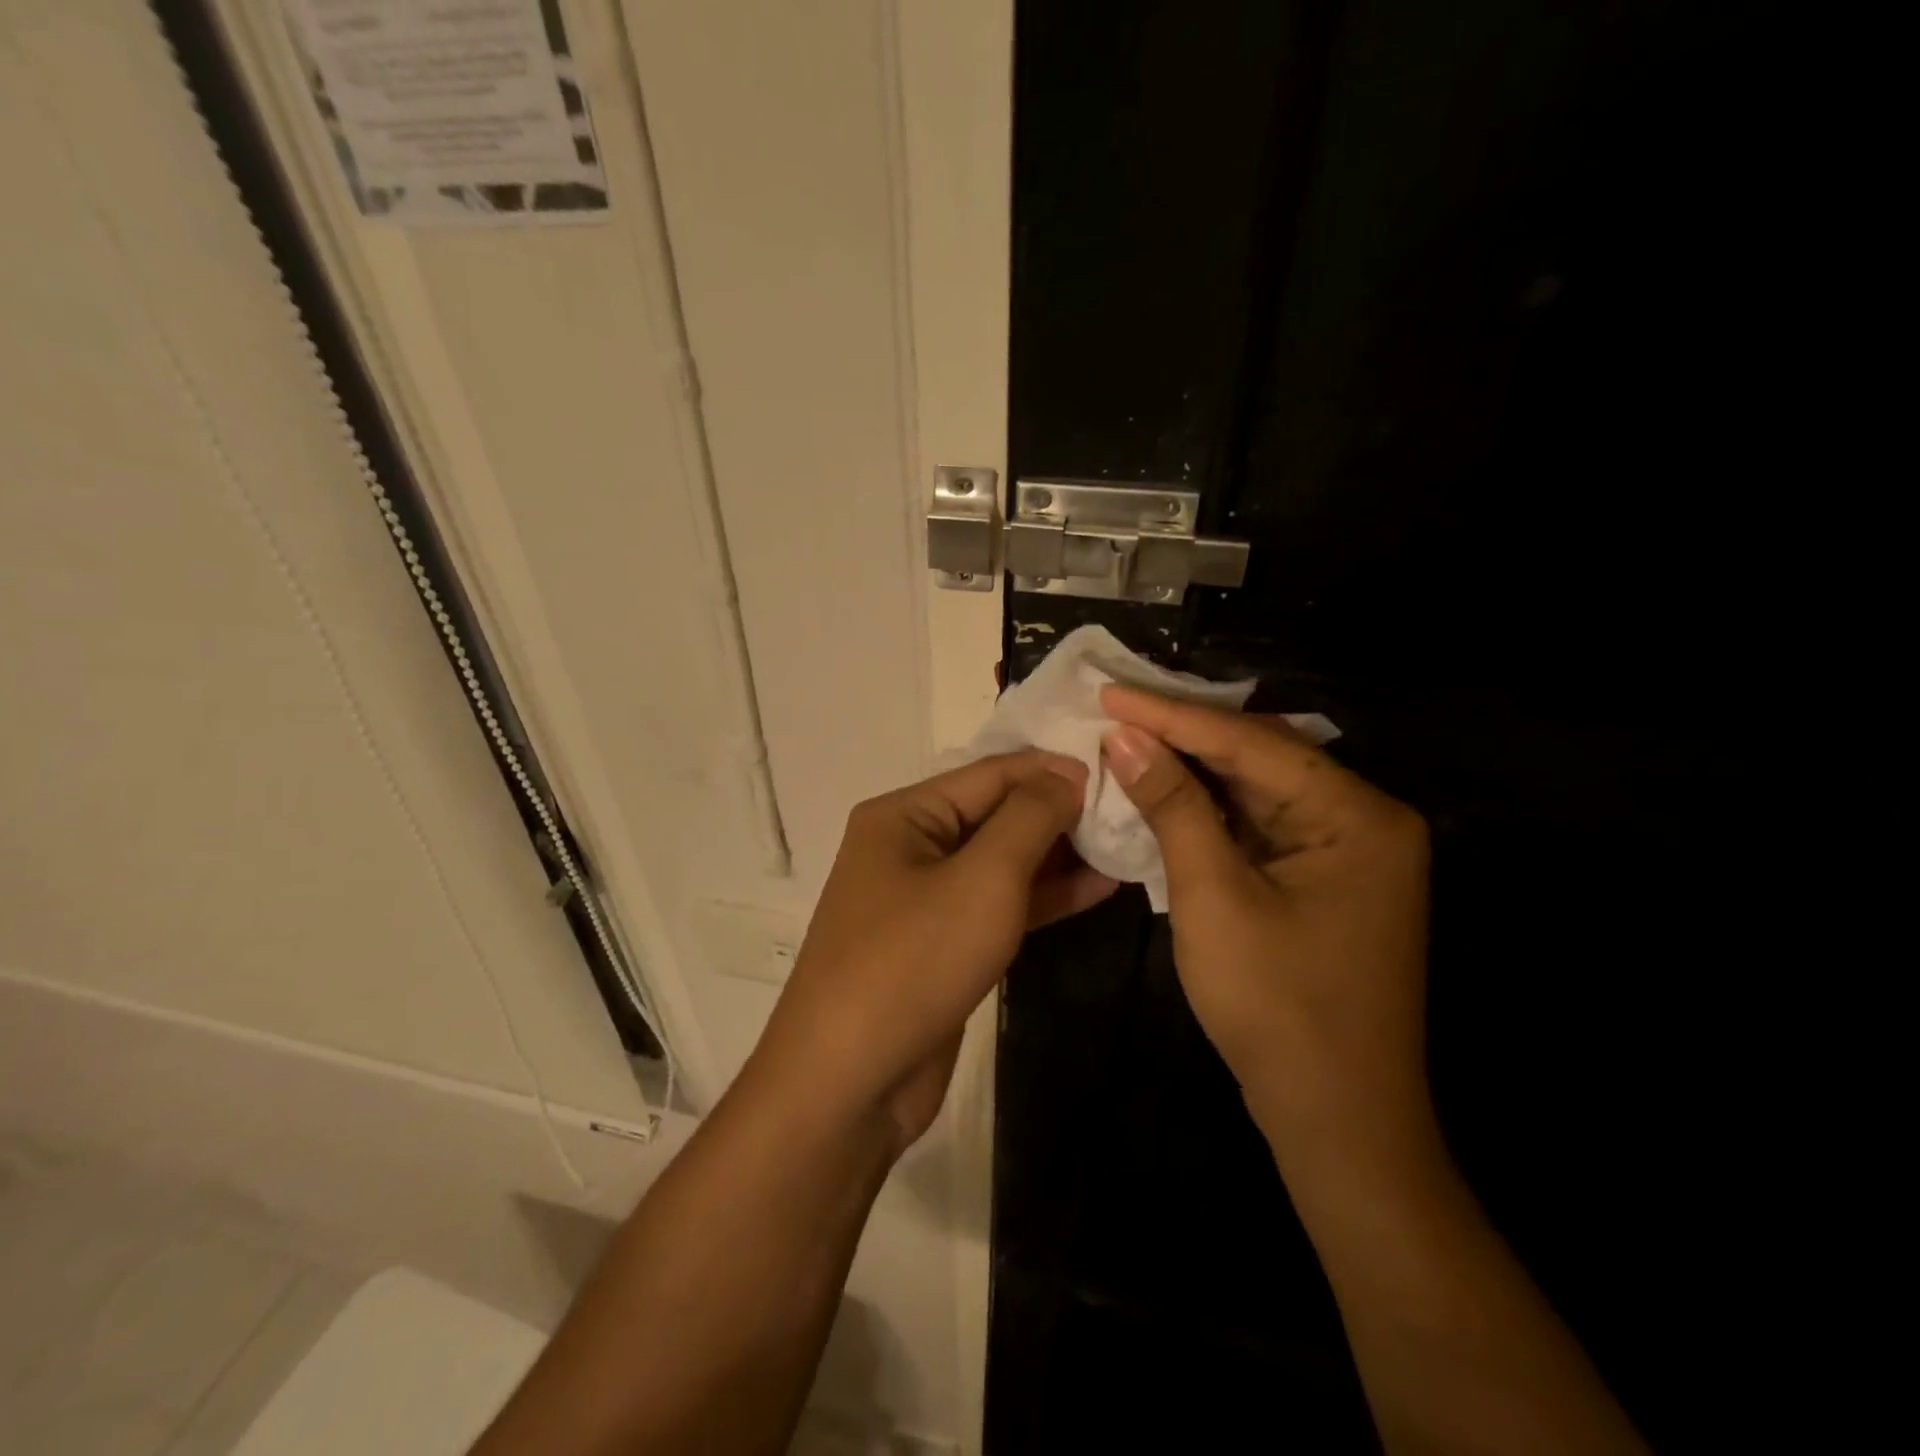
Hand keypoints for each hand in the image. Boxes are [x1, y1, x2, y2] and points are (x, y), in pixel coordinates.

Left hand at [755, 752, 1116, 1151]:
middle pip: (995, 815)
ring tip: (1126, 843)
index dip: (1052, 768)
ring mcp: (924, 899)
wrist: (850, 1083)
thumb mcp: (982, 878)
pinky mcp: (942, 945)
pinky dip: (1044, 898)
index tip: (1116, 767)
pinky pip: (998, 906)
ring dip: (1059, 856)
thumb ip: (1030, 818)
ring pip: (1001, 863)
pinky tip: (1099, 888)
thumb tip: (1067, 772)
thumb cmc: (914, 961)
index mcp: (903, 815)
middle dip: (1059, 812)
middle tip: (1130, 807)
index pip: (989, 773)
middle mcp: (909, 847)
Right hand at [1100, 686, 1431, 1154]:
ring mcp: (1344, 851)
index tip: (1110, 692)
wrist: (1334, 1118)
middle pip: (1259, 757)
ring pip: (1256, 789)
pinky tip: (1163, 788)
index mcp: (1356, 814)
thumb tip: (1126, 738)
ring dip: (1192, 769)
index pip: (1250, 743)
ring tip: (1128, 735)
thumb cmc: (1276, 1006)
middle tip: (1115, 707)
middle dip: (1184, 734)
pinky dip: (1208, 810)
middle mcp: (1361, 819)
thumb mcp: (1214, 896)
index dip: (1173, 716)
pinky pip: (1258, 825)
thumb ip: (1173, 807)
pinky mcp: (1321, 878)